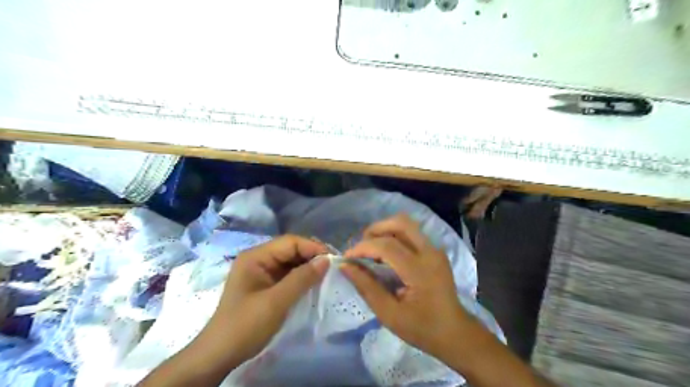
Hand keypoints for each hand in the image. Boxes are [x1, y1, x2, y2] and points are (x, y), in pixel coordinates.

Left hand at [195, 234, 325, 369]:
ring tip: (327, 274)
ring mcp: (261, 271)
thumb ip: (302, 278)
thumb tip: (326, 260)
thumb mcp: (276, 301)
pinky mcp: (265, 284)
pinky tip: (313, 283)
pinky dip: (301, 277)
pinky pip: (287, 274)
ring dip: (308, 267)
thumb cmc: (246, 325)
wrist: (220, 355)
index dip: (313, 248)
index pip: (290, 242)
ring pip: (291, 262)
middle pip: (291, 249)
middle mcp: (258, 259)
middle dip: (312, 256)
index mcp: (256, 256)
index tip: (333, 260)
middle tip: (333, 267)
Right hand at [340, 215, 468, 356]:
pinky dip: (395, 236)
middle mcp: (430, 252)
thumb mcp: (389, 314)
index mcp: (419, 270)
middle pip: (400, 223)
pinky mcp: (436, 251)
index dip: (363, 247)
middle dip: (375, 229)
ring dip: (385, 230)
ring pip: (407, 224)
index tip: (347, 258)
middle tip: (361, 247)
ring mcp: (435, 249)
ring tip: (372, 248)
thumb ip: (366, 286)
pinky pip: (412, 233)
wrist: (455, 333)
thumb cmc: (421, 328)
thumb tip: (345, 266)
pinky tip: (387, 254)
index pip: (386, 246)